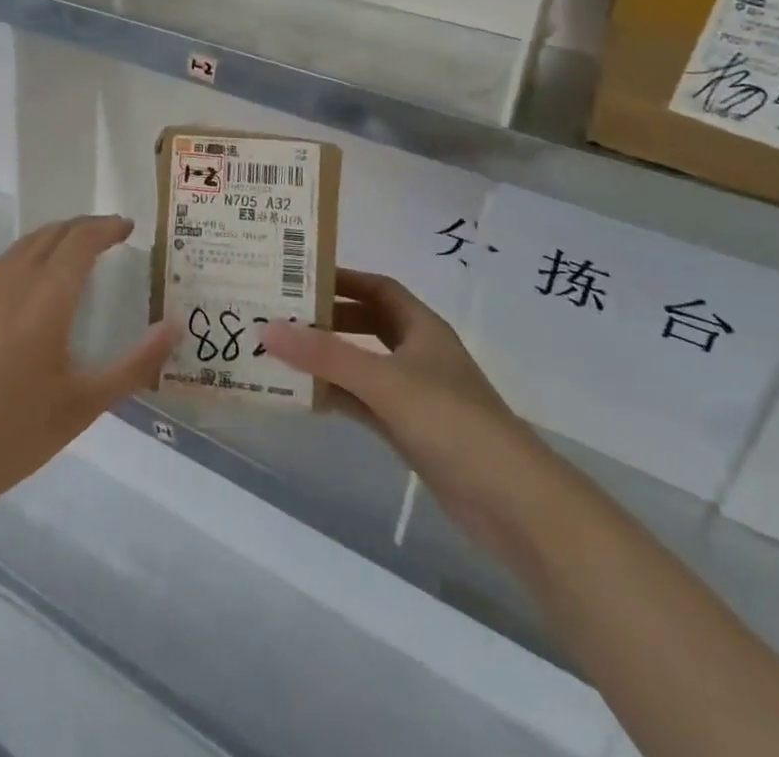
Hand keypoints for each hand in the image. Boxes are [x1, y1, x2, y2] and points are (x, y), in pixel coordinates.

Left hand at [0, 215, 175, 524]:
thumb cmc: (11, 435)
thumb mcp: (83, 406)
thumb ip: (134, 364)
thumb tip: (175, 326)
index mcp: (46, 298)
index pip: (80, 241)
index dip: (106, 227)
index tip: (129, 228)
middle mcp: (13, 282)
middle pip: (51, 233)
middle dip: (83, 226)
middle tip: (110, 236)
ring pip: (24, 244)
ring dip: (55, 236)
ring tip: (77, 251)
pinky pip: (4, 262)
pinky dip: (30, 253)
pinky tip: (35, 281)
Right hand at [261, 271, 541, 551]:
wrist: (512, 502)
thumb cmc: (451, 421)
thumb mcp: (384, 380)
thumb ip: (325, 356)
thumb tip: (266, 328)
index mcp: (421, 327)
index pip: (378, 288)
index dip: (343, 278)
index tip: (299, 275)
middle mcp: (418, 354)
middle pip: (367, 324)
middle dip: (328, 318)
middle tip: (281, 314)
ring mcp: (415, 394)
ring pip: (363, 365)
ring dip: (328, 360)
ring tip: (281, 353)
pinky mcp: (410, 431)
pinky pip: (364, 402)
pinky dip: (337, 396)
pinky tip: (304, 397)